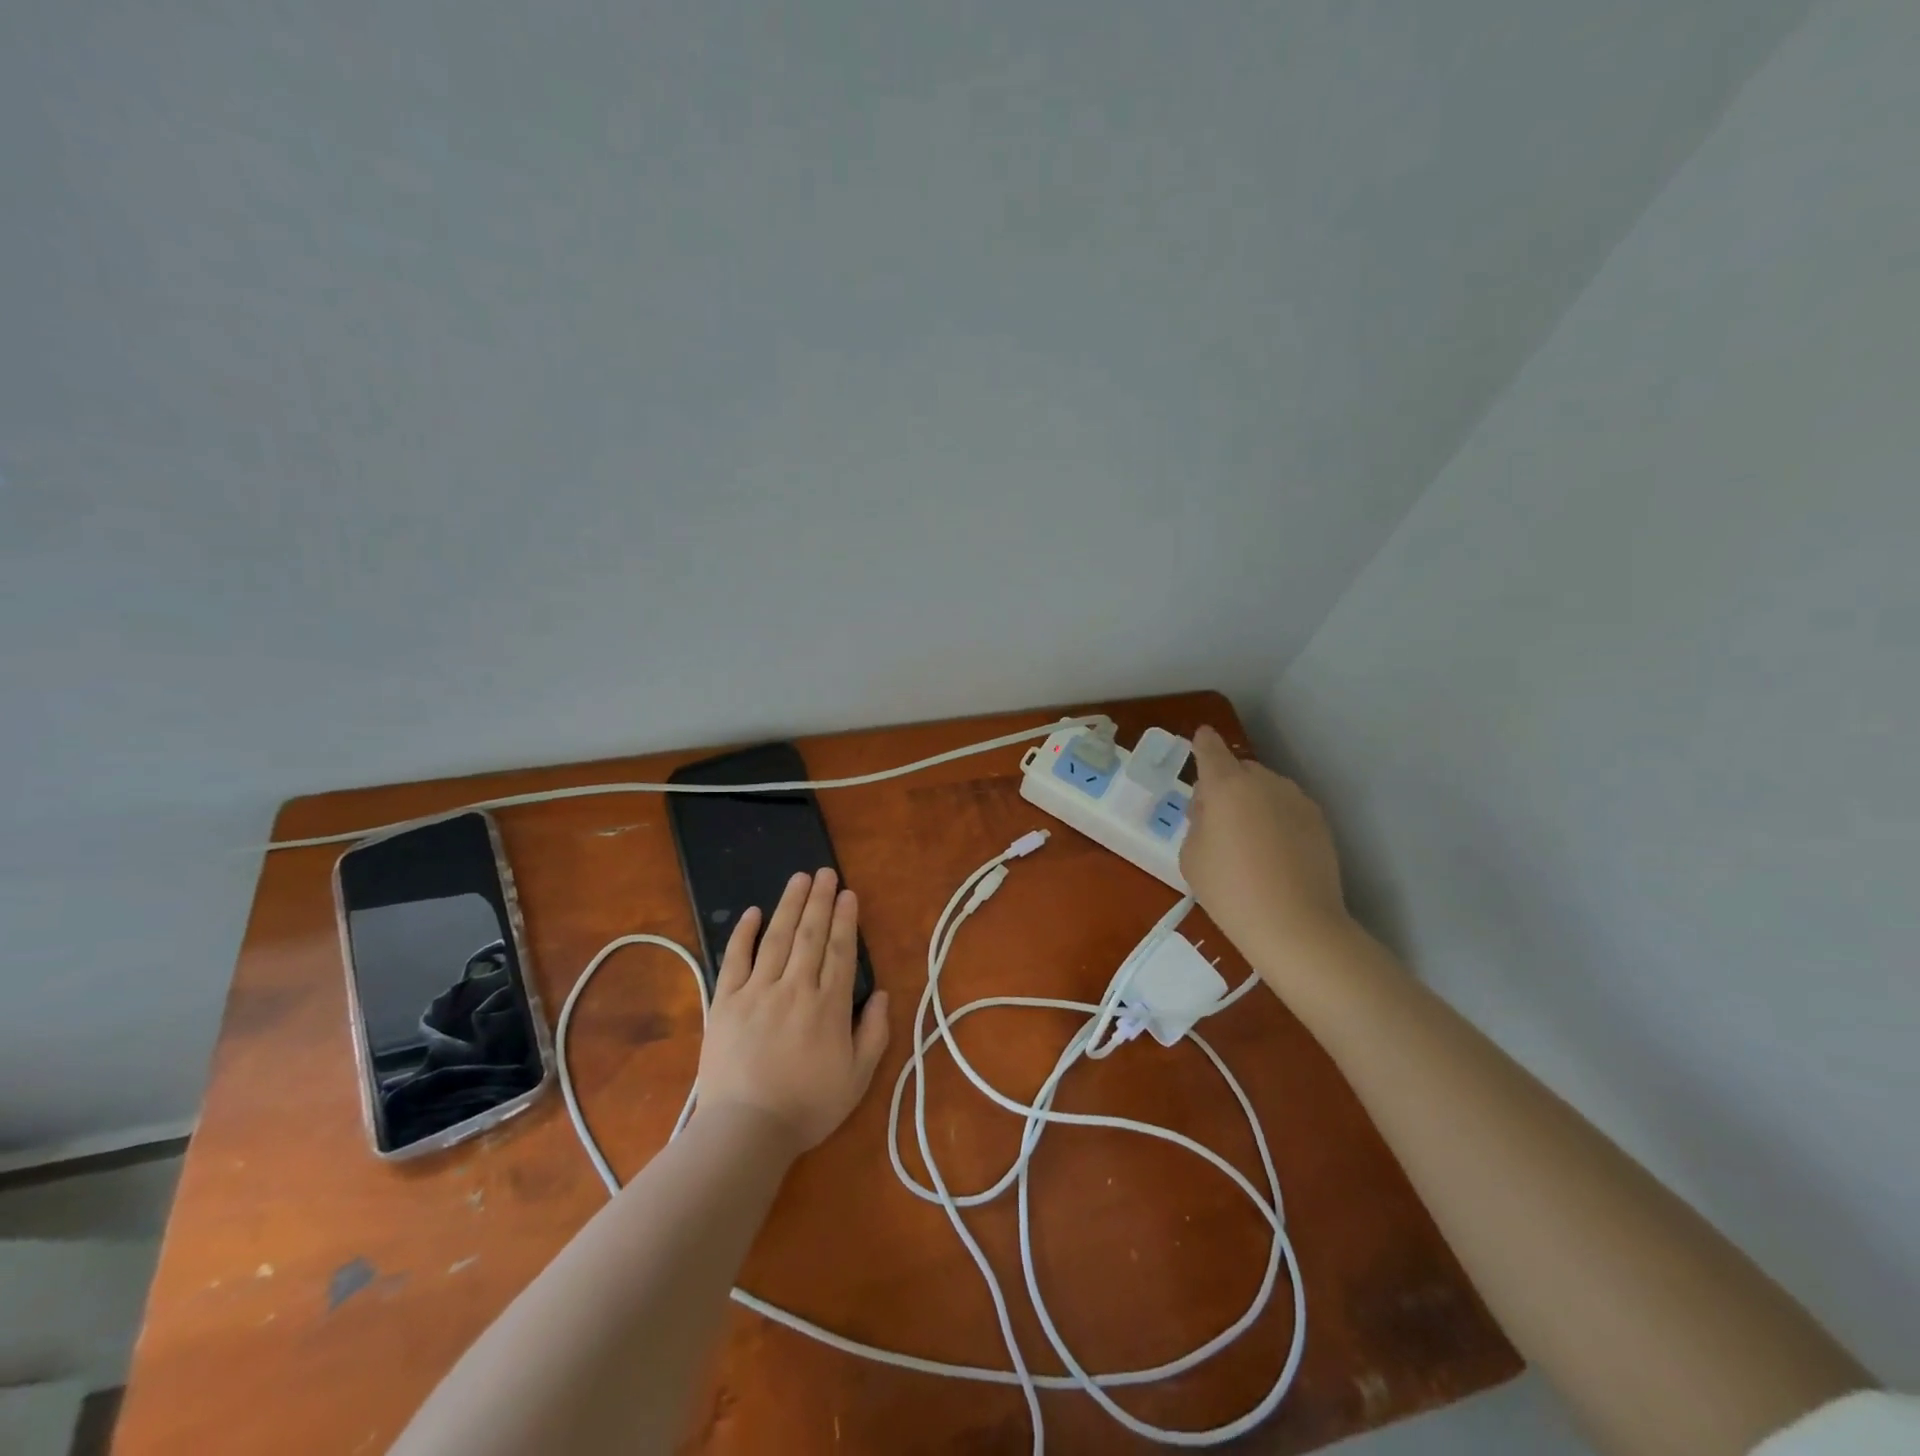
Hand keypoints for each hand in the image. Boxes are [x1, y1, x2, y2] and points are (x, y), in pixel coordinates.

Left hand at [694, 868, 891, 1154]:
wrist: (745, 1131)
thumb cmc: (807, 1107)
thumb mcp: (857, 1079)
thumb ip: (874, 1033)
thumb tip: (882, 994)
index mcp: (828, 1006)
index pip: (841, 951)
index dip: (846, 920)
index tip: (848, 893)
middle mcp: (794, 988)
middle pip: (810, 935)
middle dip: (820, 900)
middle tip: (825, 872)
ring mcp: (756, 992)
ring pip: (776, 938)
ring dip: (789, 905)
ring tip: (799, 879)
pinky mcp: (725, 1002)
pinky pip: (735, 959)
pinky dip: (744, 934)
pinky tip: (753, 912)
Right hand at [1180, 725, 1355, 968]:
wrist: (1296, 925)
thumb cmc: (1230, 889)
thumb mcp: (1191, 856)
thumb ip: (1198, 823)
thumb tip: (1214, 813)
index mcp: (1226, 785)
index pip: (1210, 749)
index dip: (1203, 743)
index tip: (1201, 739)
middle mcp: (1264, 782)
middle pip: (1240, 770)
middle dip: (1227, 785)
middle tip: (1216, 821)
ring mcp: (1297, 800)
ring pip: (1267, 790)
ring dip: (1254, 803)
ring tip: (1248, 842)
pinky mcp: (1320, 822)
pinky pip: (1288, 810)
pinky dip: (1277, 821)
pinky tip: (1274, 855)